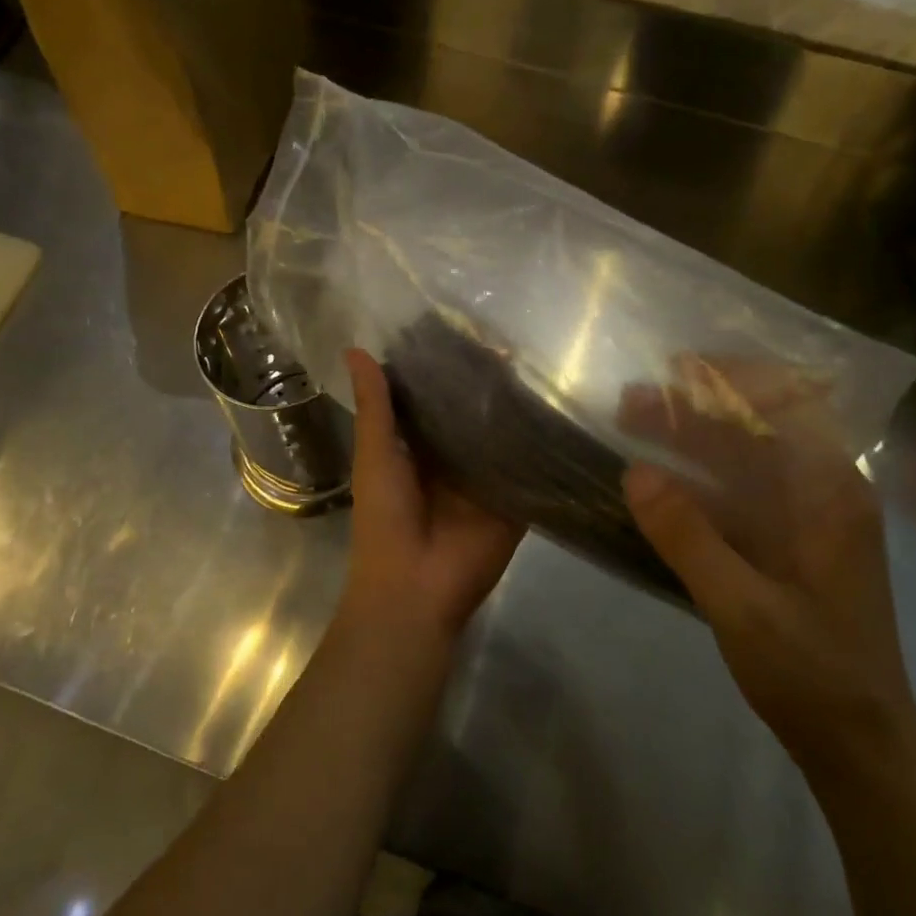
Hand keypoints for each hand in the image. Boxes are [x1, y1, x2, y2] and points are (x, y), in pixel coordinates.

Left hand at [338, 348, 522, 651]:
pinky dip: (539, 443)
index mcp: (416, 446)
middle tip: (511, 339)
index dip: (445, 368)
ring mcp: (485, 477)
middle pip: (471, 413)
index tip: (464, 328)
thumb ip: (374, 405)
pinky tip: (559, 407)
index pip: (433, 398)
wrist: (416, 588)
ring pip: (502, 435)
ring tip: (539, 362)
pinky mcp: (513, 498)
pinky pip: (527, 466)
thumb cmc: (386, 517)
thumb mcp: (376, 454)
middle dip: (486, 384)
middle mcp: (452, 457)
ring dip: (515, 407)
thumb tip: (355, 349)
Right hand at [620, 356, 915, 767]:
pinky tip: (659, 477)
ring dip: (691, 436)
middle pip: (759, 426)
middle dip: (694, 406)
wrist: (860, 745)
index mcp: (832, 493)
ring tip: (632, 424)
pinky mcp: (788, 543)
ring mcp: (807, 518)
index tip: (674, 368)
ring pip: (745, 456)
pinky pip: (740, 490)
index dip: (733, 377)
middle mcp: (825, 492)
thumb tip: (633, 470)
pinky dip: (698, 475)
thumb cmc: (813, 673)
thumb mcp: (743, 607)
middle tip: (629, 401)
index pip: (789, 404)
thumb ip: (688, 537)